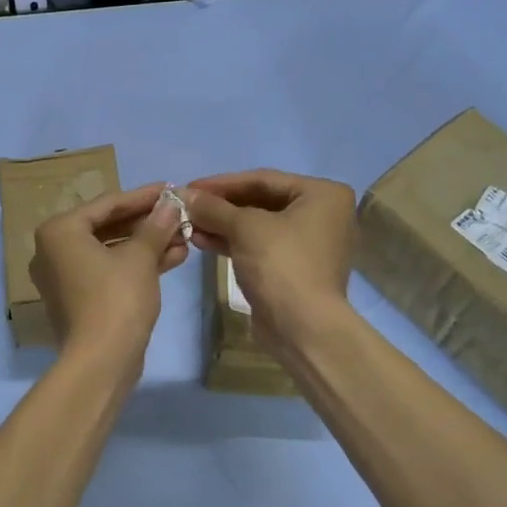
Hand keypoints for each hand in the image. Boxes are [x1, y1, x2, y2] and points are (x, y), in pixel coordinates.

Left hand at [29, 182, 188, 361]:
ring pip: (111, 251)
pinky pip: (108, 271)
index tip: (171, 188)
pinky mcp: (78, 299)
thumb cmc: (116, 298)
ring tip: (184, 237)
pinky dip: (136, 265)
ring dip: (147, 244)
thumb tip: (171, 205)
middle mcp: (53, 250)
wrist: (101, 361)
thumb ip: (155, 226)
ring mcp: (64, 277)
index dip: (143, 196)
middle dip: (147, 223)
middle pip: (108, 226)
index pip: (107, 204)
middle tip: (179, 214)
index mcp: (59, 231)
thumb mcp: (140, 258)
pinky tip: (174, 258)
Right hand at [184, 169, 357, 347]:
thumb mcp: (244, 227)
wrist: (303, 328)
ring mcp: (308, 242)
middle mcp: (321, 214)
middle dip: (220, 206)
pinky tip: (201, 241)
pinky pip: (259, 245)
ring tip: (188, 226)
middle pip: (259, 201)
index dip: (221, 184)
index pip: (262, 179)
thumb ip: (213, 207)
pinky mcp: (293, 267)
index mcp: (322, 194)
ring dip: (221, 225)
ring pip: (256, 225)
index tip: (188, 187)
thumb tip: (183, 195)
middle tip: (186, 207)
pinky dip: (232, 242)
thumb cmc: (281, 264)